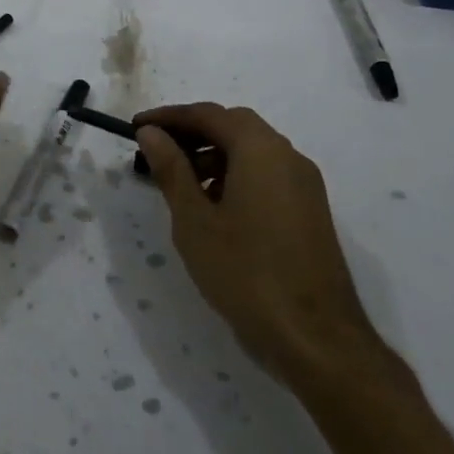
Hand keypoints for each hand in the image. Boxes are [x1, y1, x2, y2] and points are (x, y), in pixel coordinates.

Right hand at [134, 103, 381, 382]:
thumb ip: (172, 170)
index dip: (169, 117)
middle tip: (157, 150)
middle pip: (234, 126)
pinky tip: (214, 208)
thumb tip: (152, 133)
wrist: (316, 339)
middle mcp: (288, 156)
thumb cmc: (245, 274)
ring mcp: (304, 184)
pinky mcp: (310, 210)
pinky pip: (267, 174)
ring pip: (252, 151)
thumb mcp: (195, 222)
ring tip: (180, 184)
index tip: (137, 126)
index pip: (209, 114)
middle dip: (193, 132)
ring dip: (214, 155)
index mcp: (260, 150)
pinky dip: (236, 175)